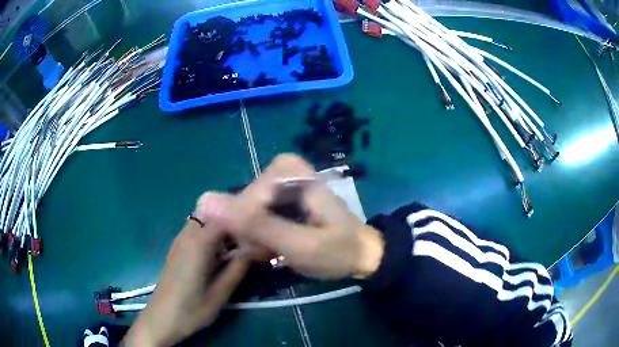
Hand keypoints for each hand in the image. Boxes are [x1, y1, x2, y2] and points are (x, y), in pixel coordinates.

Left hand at [122, 220, 251, 346]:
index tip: (261, 234)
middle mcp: (187, 235)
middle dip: (233, 221)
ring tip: (238, 247)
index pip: (226, 216)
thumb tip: (260, 248)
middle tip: (250, 240)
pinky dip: (212, 234)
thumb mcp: (221, 292)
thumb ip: (239, 267)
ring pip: (205, 220)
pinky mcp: (177, 248)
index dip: (246, 221)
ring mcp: (180, 240)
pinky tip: (220, 255)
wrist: (162, 318)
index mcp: (198, 243)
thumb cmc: (192, 309)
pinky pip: (197, 230)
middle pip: (214, 212)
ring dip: (222, 228)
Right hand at [195, 154, 383, 279]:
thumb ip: (256, 225)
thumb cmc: (337, 251)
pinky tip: (271, 246)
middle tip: (272, 250)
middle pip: (243, 202)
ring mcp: (279, 183)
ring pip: (244, 211)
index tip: (266, 246)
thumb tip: (205, 200)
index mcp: (291, 171)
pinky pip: (252, 215)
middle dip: (253, 232)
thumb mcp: (299, 245)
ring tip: (273, 250)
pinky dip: (258, 235)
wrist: (360, 254)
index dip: (250, 227)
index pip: (246, 197)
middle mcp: (282, 169)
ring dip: (254, 236)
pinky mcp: (278, 197)